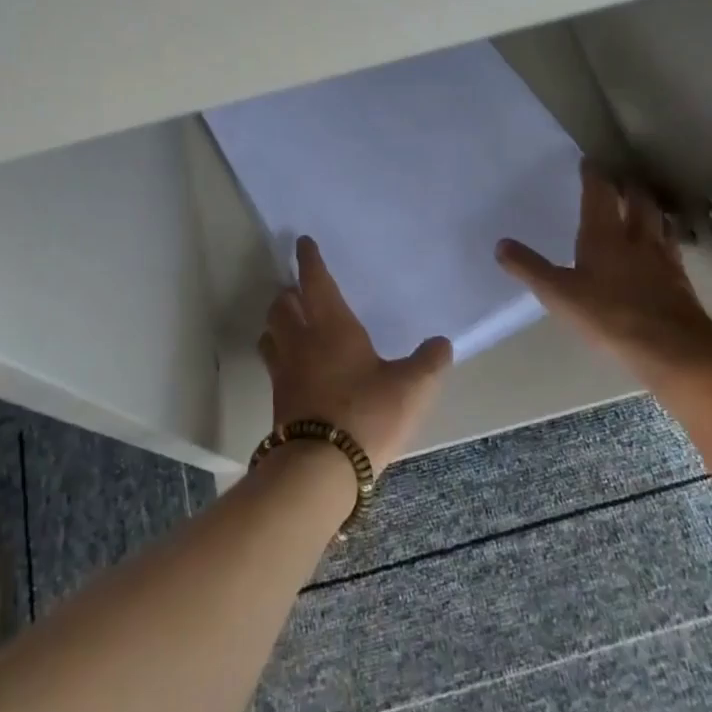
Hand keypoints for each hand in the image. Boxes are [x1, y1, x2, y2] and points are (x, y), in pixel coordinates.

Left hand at [259, 236, 451, 476]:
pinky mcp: (278, 400)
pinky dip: (278, 354)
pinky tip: (293, 366)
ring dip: (277, 323)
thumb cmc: (367, 414)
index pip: (316, 282)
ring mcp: (284, 371)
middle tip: (298, 290)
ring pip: (271, 333)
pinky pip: (273, 364)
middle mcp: (301, 341)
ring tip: (289, 324)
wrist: (320, 467)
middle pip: (282, 306)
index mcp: (332, 326)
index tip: (303, 243)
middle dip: (288, 293)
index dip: (309, 260)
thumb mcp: (412, 388)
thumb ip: (429, 362)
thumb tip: (440, 343)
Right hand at [496, 161, 711, 392]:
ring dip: (649, 208)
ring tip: (643, 205)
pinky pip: (671, 246)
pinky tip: (662, 247)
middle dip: (627, 186)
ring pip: (658, 220)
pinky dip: (664, 237)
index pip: (599, 193)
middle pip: (636, 200)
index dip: (593, 175)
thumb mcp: (558, 293)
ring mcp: (662, 256)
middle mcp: (635, 237)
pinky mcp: (679, 278)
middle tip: (620, 180)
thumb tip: (500, 244)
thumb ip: (529, 268)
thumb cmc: (608, 315)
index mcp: (603, 234)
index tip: (589, 161)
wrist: (671, 347)